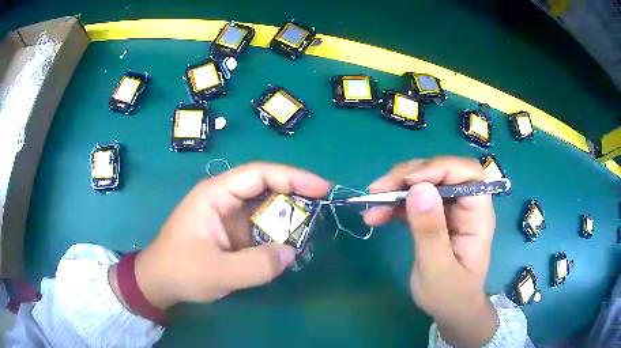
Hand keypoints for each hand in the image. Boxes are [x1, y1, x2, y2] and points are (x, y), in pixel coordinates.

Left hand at [110, 162, 330, 310]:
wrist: (159, 283)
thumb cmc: (180, 270)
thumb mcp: (217, 272)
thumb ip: (257, 265)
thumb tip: (292, 252)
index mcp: (216, 194)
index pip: (259, 174)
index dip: (293, 177)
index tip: (322, 188)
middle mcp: (224, 199)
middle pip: (265, 187)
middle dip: (295, 194)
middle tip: (324, 206)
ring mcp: (228, 216)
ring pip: (265, 208)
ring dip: (288, 217)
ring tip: (312, 227)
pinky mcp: (231, 233)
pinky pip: (260, 227)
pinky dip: (277, 234)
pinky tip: (291, 245)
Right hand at [364, 156, 497, 347]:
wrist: (450, 309)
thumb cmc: (450, 294)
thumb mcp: (438, 268)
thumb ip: (430, 230)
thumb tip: (418, 188)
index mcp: (477, 214)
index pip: (466, 173)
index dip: (438, 168)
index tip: (408, 182)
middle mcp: (465, 205)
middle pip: (440, 172)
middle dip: (409, 176)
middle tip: (378, 191)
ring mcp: (449, 210)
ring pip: (424, 183)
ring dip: (396, 190)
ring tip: (371, 206)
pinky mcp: (434, 217)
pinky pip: (413, 200)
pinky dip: (394, 204)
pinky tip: (376, 215)